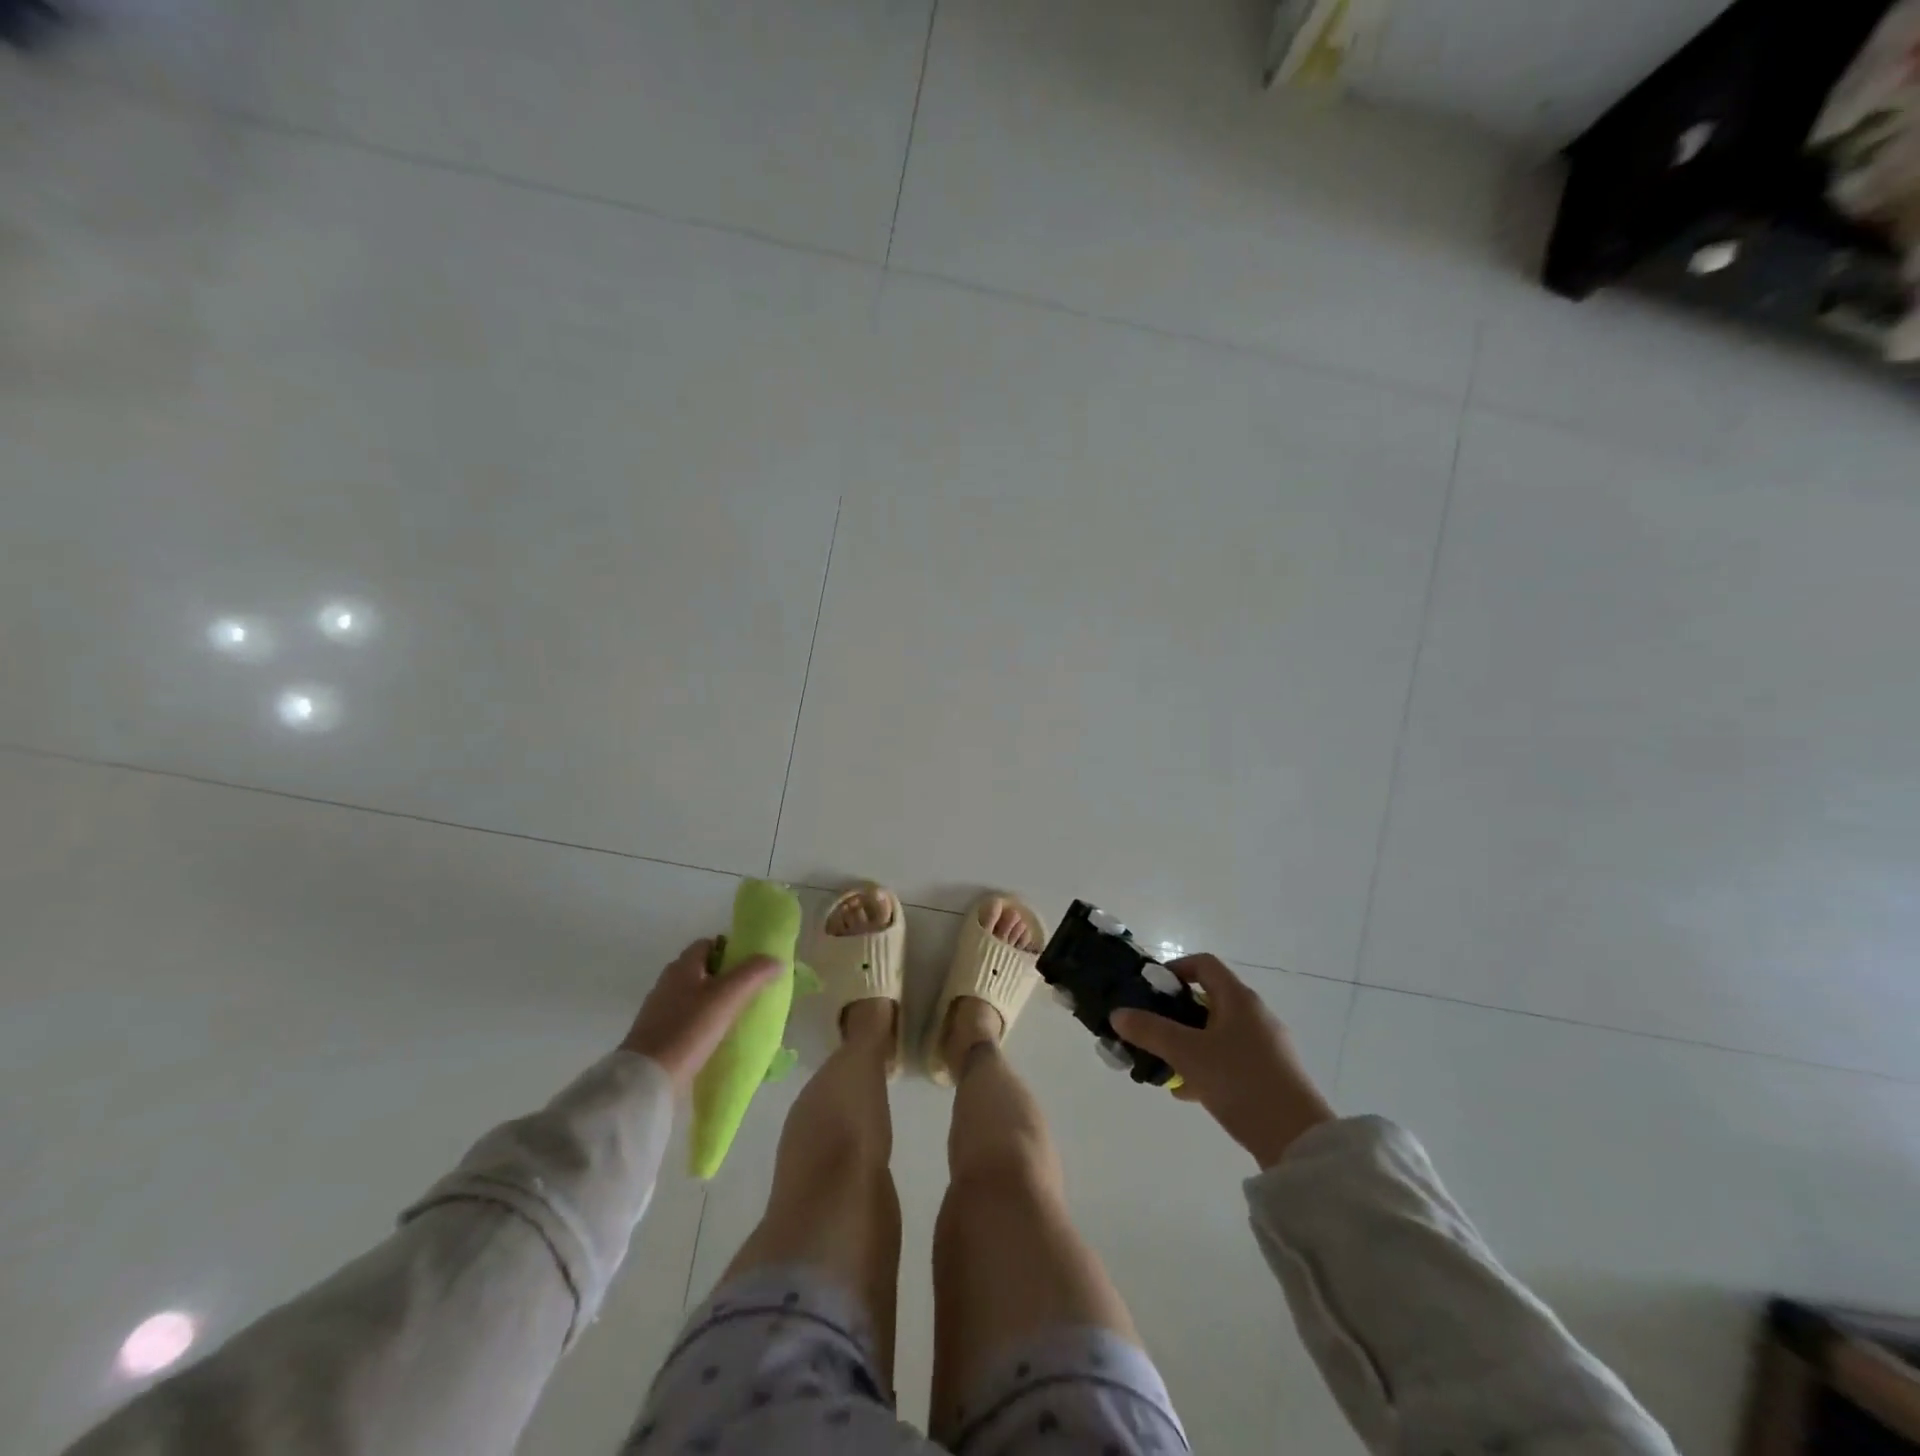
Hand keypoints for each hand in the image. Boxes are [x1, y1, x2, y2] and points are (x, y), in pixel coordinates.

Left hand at [619, 939, 781, 1091]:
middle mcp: (667, 982)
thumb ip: (753, 974)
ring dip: (713, 1001)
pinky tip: (716, 1037)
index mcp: (682, 967)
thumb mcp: (727, 997)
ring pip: (693, 995)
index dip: (729, 949)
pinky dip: (701, 1022)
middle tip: (749, 990)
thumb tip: (777, 960)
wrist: (647, 1079)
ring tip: (737, 1015)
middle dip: (724, 976)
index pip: (707, 944)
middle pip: (701, 970)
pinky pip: (685, 1019)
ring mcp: (659, 1010)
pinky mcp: (657, 1035)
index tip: (750, 965)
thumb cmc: (689, 1029)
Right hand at [1111, 954, 1334, 1168]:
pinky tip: (1188, 1091)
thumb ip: (1151, 1031)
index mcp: (1239, 998)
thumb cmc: (1240, 1081)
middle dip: (1176, 1013)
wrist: (1297, 1139)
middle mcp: (1255, 1015)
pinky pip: (1230, 1058)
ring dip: (1189, 1043)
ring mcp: (1266, 1045)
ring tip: (1165, 1064)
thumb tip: (1118, 1014)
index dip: (1175, 969)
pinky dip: (1207, 1066)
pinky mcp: (1271, 1074)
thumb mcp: (1187, 1054)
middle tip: (1151, 1030)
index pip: (1204, 964)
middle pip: (1209, 999)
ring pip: (1217, 1032)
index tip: (1151, 990)